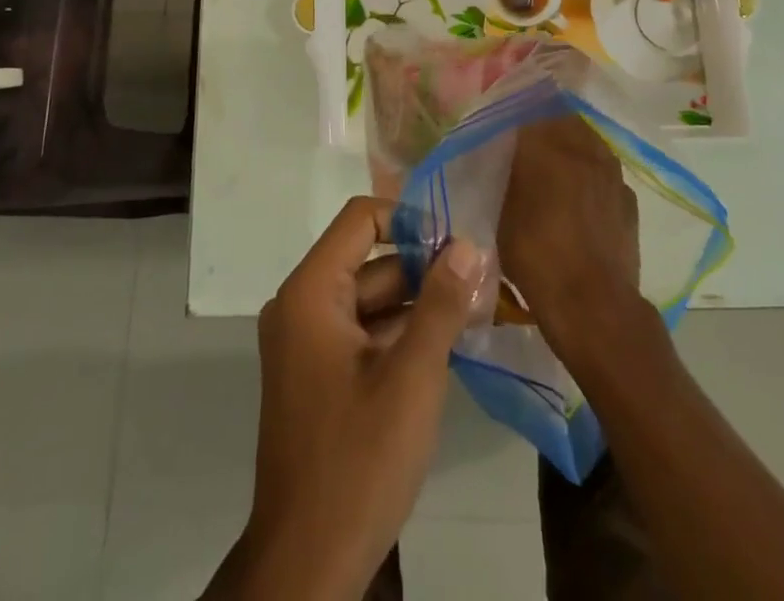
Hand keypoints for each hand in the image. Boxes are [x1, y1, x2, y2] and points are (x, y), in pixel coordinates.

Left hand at [218, 197, 488, 599]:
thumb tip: (468, 244)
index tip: (456, 241)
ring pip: (369, 299)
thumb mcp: (412, 377)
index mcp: (311, 292)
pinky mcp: (318, 374)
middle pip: (368, 260)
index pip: (360, 219)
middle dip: (423, 267)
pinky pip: (362, 332)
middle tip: (481, 277)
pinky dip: (400, 333)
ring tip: (475, 307)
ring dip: (417, 303)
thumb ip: (440, 303)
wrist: (308, 564)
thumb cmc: (359, 460)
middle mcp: (302, 305)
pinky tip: (448, 343)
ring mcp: (307, 342)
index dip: (409, 219)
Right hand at [498, 112, 641, 361]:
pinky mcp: (628, 197)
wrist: (593, 305)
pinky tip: (582, 194)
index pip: (529, 103)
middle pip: (562, 115)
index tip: (505, 112)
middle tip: (528, 136)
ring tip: (556, 162)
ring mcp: (610, 170)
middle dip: (545, 118)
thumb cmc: (535, 256)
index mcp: (544, 144)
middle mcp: (581, 146)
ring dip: (571, 142)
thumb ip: (505, 173)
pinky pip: (605, 170)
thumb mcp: (501, 211)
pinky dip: (591, 172)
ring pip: (587, 139)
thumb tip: (503, 153)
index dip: (516, 104)